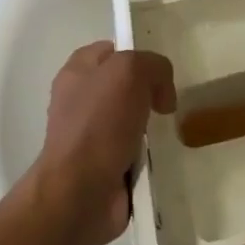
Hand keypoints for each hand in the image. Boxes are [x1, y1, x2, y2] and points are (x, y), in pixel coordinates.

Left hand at [31, 42, 176, 244]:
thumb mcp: (130, 72)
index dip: (137, 55)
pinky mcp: (102, 167)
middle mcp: (79, 101)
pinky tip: (159, 158)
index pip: (111, 50)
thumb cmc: (99, 124)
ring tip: (167, 133)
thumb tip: (162, 94)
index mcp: (77, 72)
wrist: (79, 193)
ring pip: (131, 120)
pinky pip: (133, 152)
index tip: (159, 72)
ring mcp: (89, 136)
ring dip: (150, 127)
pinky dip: (148, 156)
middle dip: (148, 94)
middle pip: (124, 86)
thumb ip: (154, 66)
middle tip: (167, 104)